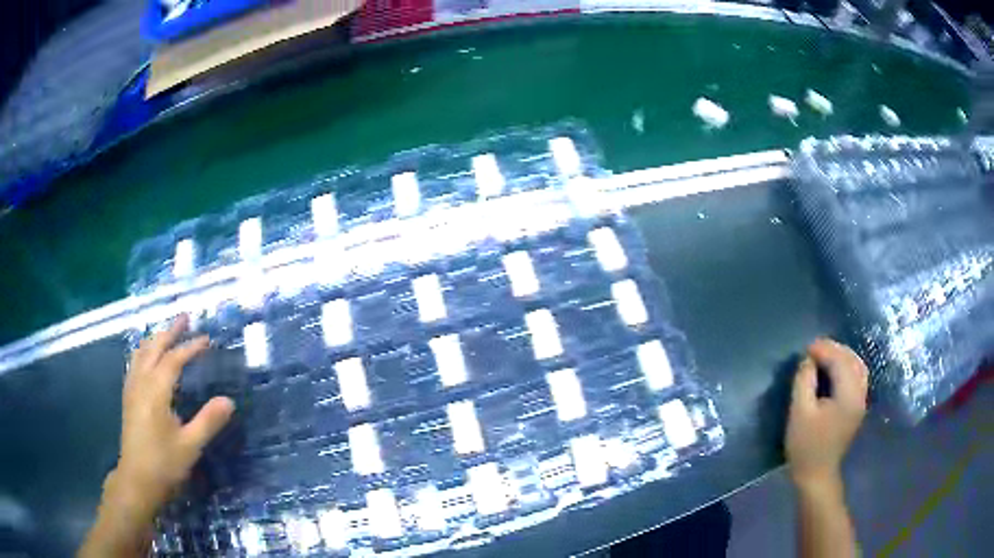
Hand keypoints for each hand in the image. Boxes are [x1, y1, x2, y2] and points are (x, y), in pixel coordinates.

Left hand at [114, 315, 234, 517]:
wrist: (137, 480)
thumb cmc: (164, 464)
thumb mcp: (190, 446)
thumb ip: (208, 421)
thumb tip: (229, 400)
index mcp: (156, 391)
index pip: (173, 359)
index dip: (190, 347)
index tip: (207, 340)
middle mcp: (141, 383)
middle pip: (154, 347)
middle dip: (170, 332)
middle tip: (185, 318)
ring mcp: (132, 388)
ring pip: (141, 352)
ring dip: (155, 339)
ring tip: (167, 332)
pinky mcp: (128, 397)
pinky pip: (135, 363)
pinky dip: (144, 351)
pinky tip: (148, 357)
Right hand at [785, 338, 867, 488]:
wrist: (816, 475)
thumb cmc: (805, 445)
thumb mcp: (799, 412)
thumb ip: (804, 381)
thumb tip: (808, 360)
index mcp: (848, 395)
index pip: (840, 361)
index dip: (824, 350)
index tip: (806, 348)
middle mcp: (860, 394)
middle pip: (853, 360)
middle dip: (834, 350)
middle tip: (814, 348)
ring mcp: (861, 402)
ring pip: (858, 367)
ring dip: (842, 357)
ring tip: (824, 356)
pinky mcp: (857, 408)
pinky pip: (857, 377)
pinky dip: (847, 367)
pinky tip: (835, 370)